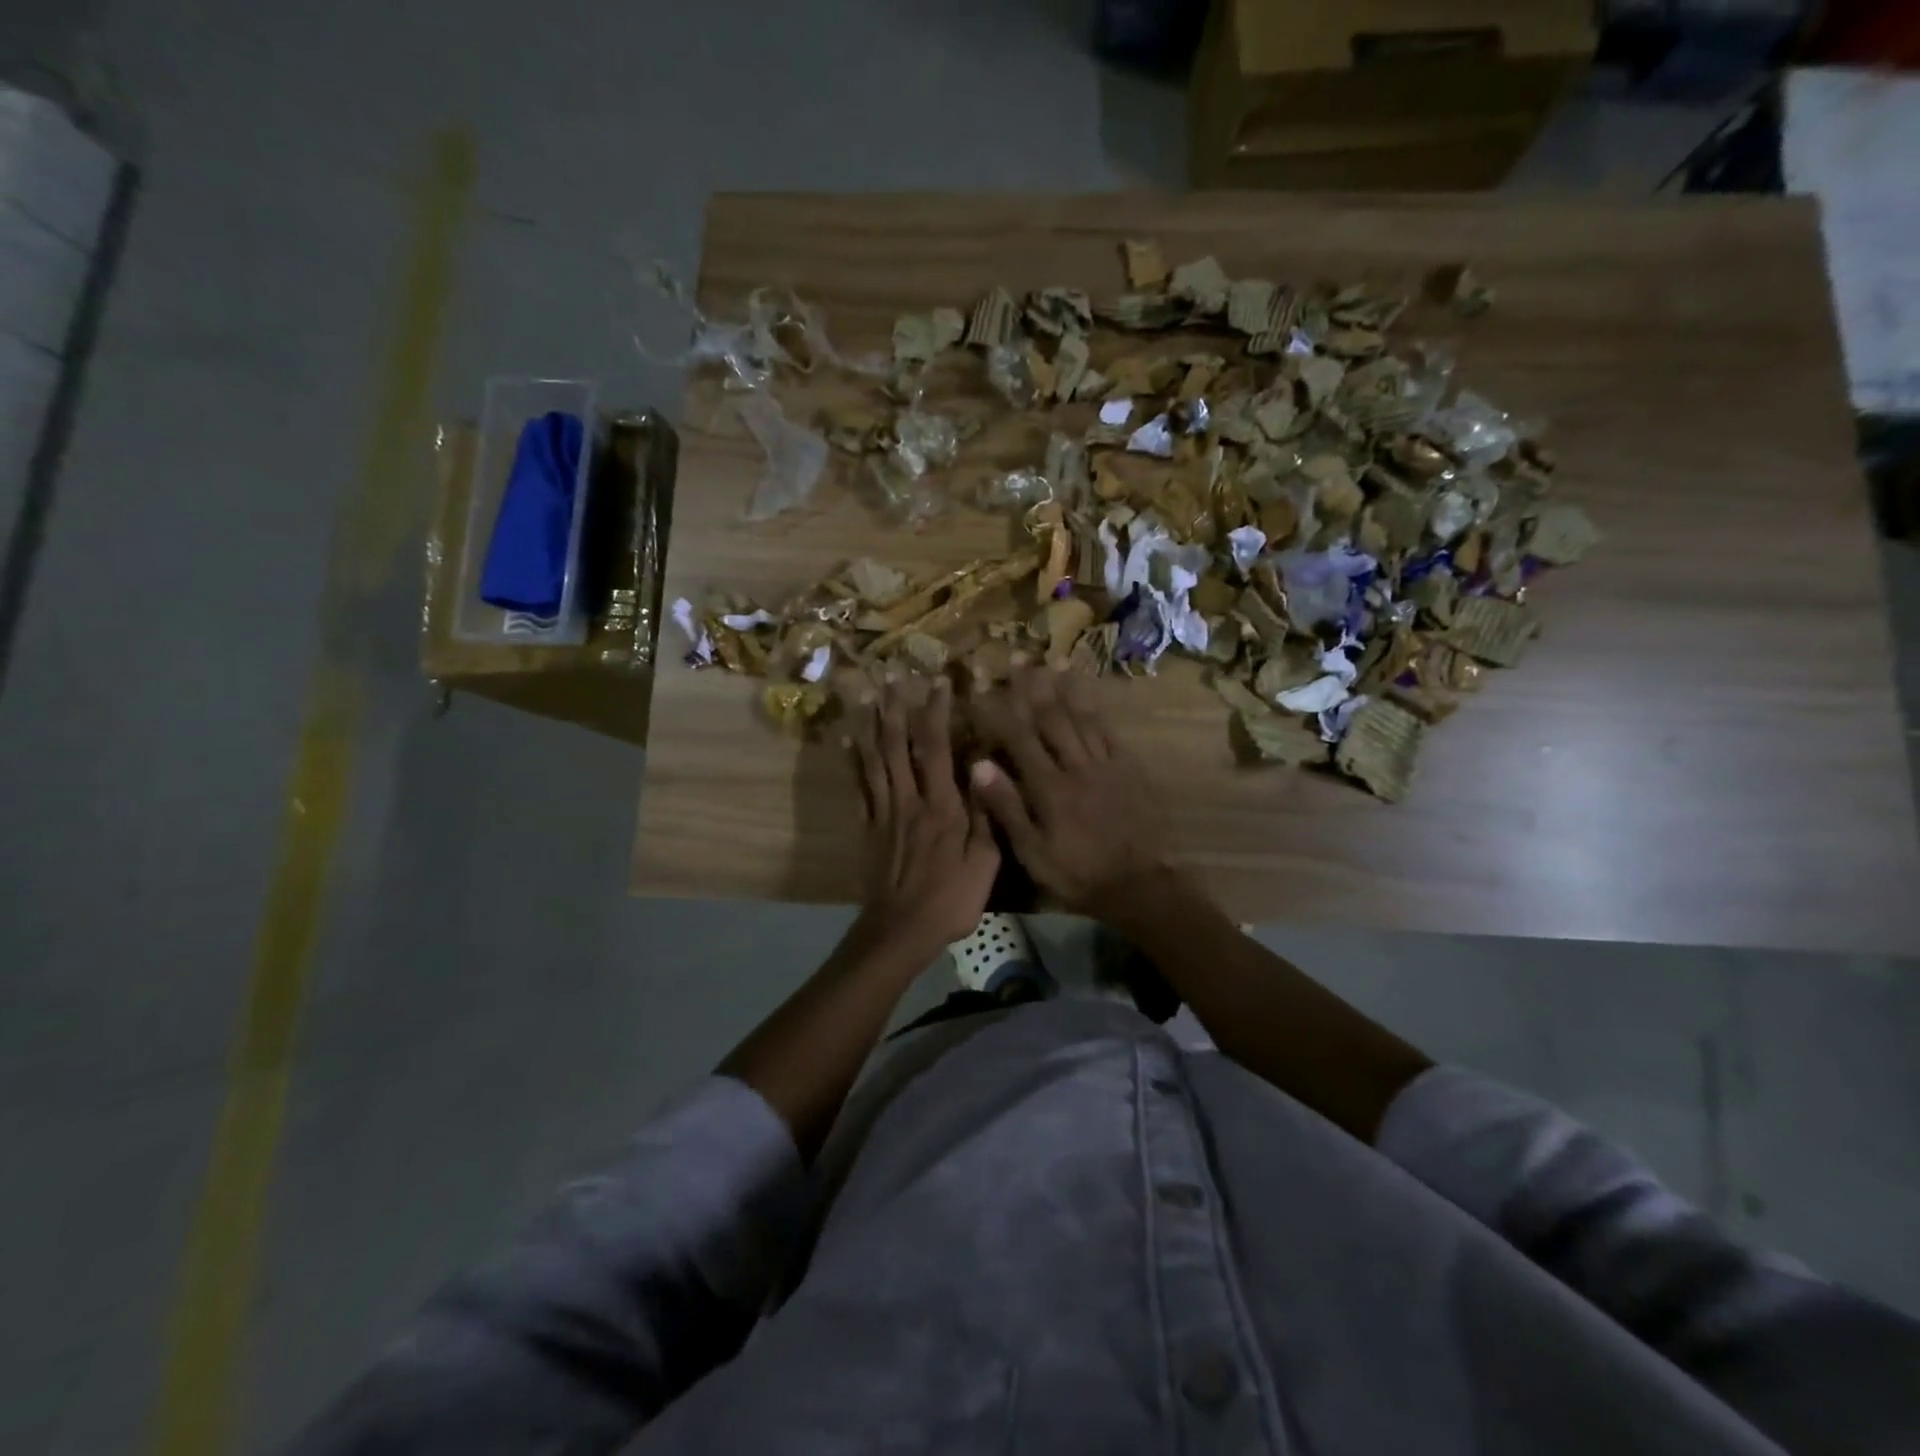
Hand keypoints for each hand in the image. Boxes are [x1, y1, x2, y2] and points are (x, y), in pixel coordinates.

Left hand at [850, 677, 999, 958]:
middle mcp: (909, 801)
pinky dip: (852, 761)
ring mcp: (884, 813)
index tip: (938, 684)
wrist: (901, 930)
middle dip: (896, 709)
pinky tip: (848, 740)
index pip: (936, 749)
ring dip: (872, 725)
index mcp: (942, 807)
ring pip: (874, 760)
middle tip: (894, 677)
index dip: (936, 713)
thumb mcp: (985, 863)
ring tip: (869, 695)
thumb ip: (986, 815)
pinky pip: (859, 787)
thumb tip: (985, 769)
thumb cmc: (951, 898)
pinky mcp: (867, 828)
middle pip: (898, 746)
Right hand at [967, 667, 1174, 920]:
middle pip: (1051, 717)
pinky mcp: (1129, 768)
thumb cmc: (1078, 874)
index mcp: (1049, 787)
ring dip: (1064, 688)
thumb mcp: (1033, 852)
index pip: (1018, 737)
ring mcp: (1106, 764)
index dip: (999, 709)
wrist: (1141, 884)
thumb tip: (978, 765)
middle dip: (1031, 686)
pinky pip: (1109, 731)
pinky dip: (1096, 709)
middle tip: (1017, 657)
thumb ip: (1007, 808)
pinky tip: (1088, 695)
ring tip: (1051, 662)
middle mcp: (1076, 765)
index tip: (983, 685)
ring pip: (1081, 717)